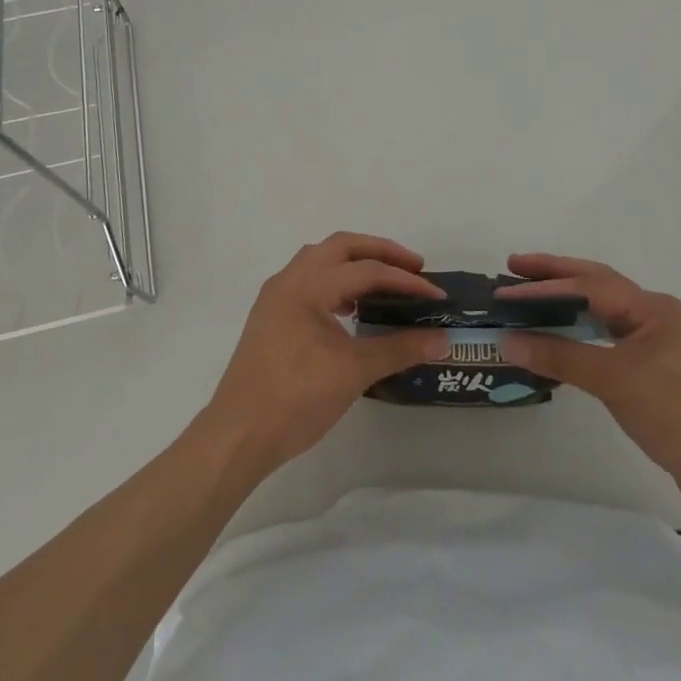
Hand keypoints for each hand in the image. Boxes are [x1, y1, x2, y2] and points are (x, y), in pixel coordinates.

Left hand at [203, 233, 449, 470]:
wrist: (238, 434)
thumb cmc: (296, 397)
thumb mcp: (354, 371)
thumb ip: (400, 348)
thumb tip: (442, 339)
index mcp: (308, 284)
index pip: (367, 270)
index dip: (406, 281)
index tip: (437, 295)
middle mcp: (289, 279)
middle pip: (341, 246)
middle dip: (380, 252)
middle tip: (413, 269)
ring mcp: (276, 297)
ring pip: (321, 260)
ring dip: (355, 263)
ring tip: (386, 284)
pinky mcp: (271, 316)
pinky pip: (309, 281)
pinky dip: (336, 282)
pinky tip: (352, 308)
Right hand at [497, 254, 680, 515]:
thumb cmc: (671, 413)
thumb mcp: (612, 381)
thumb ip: (559, 356)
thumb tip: (508, 341)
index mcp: (652, 307)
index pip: (589, 287)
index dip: (546, 287)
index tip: (507, 291)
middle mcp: (656, 313)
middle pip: (597, 283)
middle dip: (555, 274)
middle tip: (514, 266)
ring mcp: (657, 338)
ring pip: (603, 307)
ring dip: (567, 299)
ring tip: (530, 293)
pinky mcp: (654, 363)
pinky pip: (608, 332)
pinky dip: (580, 327)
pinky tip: (560, 330)